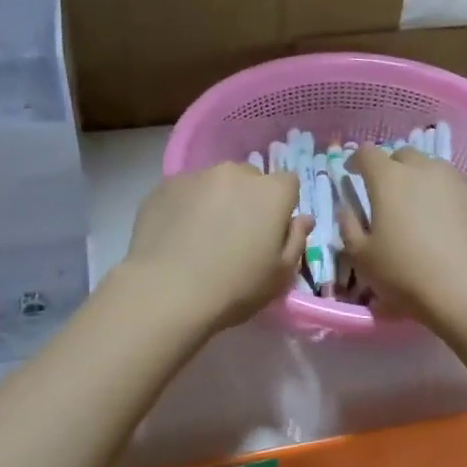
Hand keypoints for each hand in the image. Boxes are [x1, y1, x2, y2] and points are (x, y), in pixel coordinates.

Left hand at [121, 163, 311, 332]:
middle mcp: (235, 173)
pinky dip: (185, 207)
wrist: (167, 292)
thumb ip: (296, 240)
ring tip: (201, 236)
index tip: (270, 232)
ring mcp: (196, 177)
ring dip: (215, 201)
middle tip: (235, 235)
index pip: (288, 184)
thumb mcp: (280, 275)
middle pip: (249, 179)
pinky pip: (184, 192)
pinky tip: (176, 237)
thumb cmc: (235, 288)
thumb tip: (303, 219)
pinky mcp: (163, 187)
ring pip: (214, 184)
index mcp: (271, 192)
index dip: (281, 206)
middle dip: (247, 200)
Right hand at [335, 144, 466, 326]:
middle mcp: (425, 169)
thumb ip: (349, 227)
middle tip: (389, 194)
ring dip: (424, 182)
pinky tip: (452, 227)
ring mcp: (460, 181)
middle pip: (404, 156)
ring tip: (423, 210)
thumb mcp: (362, 258)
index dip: (357, 161)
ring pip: (436, 170)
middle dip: (393, 169)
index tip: (353, 174)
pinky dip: (451, 201)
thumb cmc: (406, 273)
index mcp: (389, 179)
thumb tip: (348, 209)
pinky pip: (461, 191)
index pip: (367, 153)